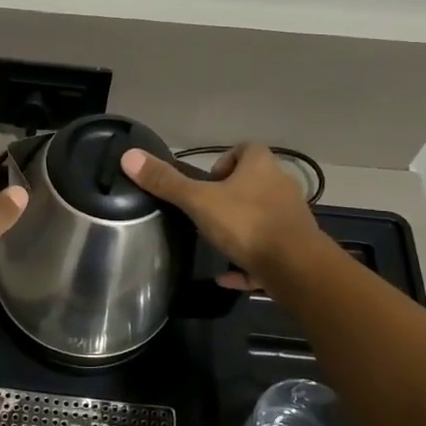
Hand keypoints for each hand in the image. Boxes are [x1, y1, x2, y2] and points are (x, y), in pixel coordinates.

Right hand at [121, 143, 319, 285]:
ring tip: (215, 241)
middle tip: (206, 212)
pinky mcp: (296, 250)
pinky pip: (267, 251)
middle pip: (255, 183)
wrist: (296, 268)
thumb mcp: (198, 201)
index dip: (225, 161)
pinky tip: (226, 276)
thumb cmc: (246, 223)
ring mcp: (291, 219)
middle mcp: (281, 187)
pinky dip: (248, 261)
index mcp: (261, 167)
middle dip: (232, 196)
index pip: (246, 149)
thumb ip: (166, 182)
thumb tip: (129, 156)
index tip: (206, 182)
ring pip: (263, 217)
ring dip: (241, 228)